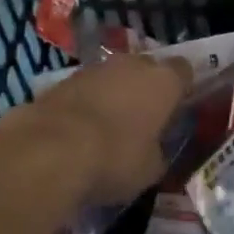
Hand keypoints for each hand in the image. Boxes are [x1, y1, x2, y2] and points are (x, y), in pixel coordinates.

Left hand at [0, 54, 193, 206]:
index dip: (181, 88)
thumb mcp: (150, 169)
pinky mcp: (62, 80)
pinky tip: (78, 131)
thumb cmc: (115, 158)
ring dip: (113, 94)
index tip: (177, 108)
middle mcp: (133, 64)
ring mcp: (95, 68)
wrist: (49, 151)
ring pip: (113, 76)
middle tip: (142, 118)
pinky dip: (85, 104)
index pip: (184, 71)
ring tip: (107, 127)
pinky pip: (85, 89)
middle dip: (146, 88)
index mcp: (164, 81)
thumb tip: (154, 151)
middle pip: (147, 68)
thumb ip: (157, 153)